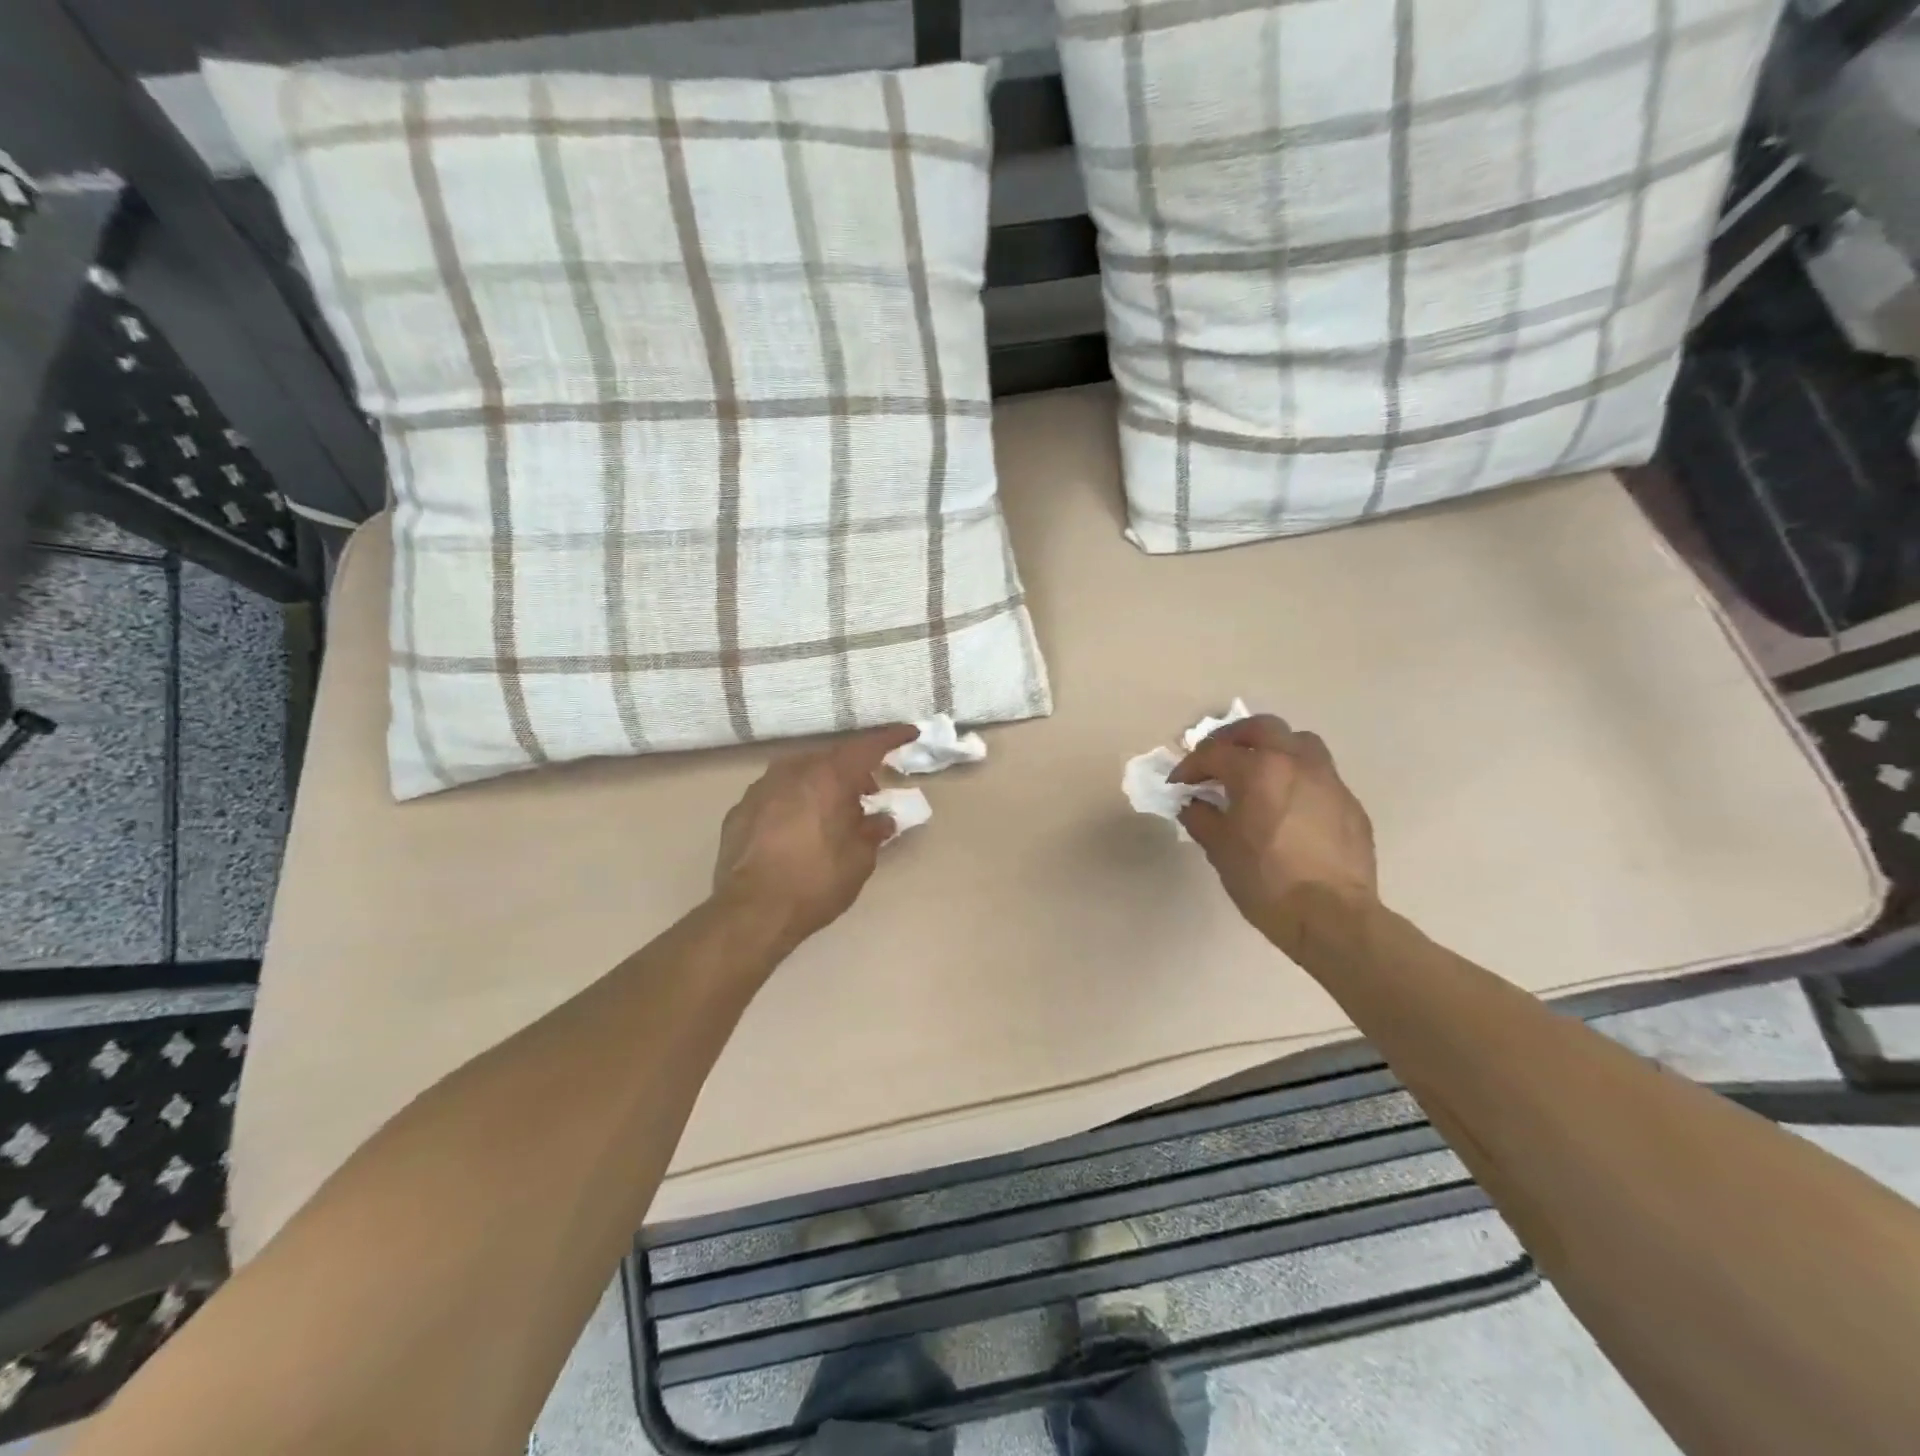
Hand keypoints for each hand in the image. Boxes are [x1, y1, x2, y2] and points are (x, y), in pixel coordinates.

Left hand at [713, 724, 918, 945]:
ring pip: (800, 775)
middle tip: (868, 794)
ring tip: (831, 813)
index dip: (891, 739)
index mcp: (829, 776)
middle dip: (853, 773)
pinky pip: (776, 796)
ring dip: (821, 787)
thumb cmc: (816, 881)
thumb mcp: (859, 859)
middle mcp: (793, 771)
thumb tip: (881, 820)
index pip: (867, 747)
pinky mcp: (740, 809)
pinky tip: (797, 830)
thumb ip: (873, 831)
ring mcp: (761, 787)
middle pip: (831, 760)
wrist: (751, 911)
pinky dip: (794, 804)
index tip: (910, 733)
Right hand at [1171, 715, 1377, 926]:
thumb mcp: (1220, 850)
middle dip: (1233, 738)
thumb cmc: (1266, 881)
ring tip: (1258, 771)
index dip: (1190, 766)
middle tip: (1217, 759)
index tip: (1178, 783)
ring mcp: (1328, 780)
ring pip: (1299, 742)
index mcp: (1259, 770)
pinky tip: (1288, 805)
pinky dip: (1297, 777)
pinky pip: (1319, 774)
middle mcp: (1296, 763)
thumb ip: (1201, 818)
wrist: (1332, 917)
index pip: (1214, 753)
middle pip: (1262, 727)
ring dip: (1273, 748)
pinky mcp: (1349, 803)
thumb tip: (1193, 804)